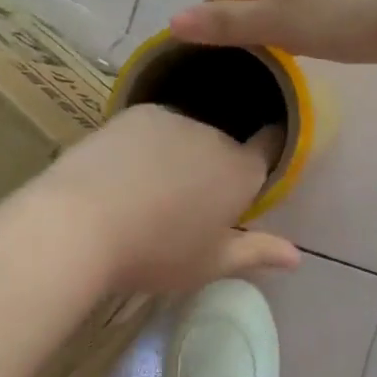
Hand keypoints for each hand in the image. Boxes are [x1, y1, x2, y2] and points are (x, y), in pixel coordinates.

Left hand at [39, 104, 299, 292]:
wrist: (79, 224)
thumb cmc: (155, 253)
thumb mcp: (210, 264)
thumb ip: (256, 253)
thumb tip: (297, 256)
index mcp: (242, 172)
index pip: (270, 145)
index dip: (266, 150)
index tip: (253, 168)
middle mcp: (216, 136)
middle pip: (224, 145)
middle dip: (213, 166)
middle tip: (186, 203)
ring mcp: (175, 118)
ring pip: (188, 135)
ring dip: (179, 154)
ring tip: (147, 191)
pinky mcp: (138, 112)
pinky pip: (155, 127)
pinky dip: (147, 144)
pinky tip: (122, 172)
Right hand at [167, 0, 376, 66]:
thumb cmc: (339, 16)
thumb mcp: (275, 22)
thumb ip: (226, 24)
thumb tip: (173, 21)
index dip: (211, 24)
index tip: (205, 60)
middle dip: (245, 27)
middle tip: (239, 68)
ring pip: (289, 5)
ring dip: (278, 30)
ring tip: (274, 63)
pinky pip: (317, 12)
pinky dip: (307, 30)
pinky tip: (315, 50)